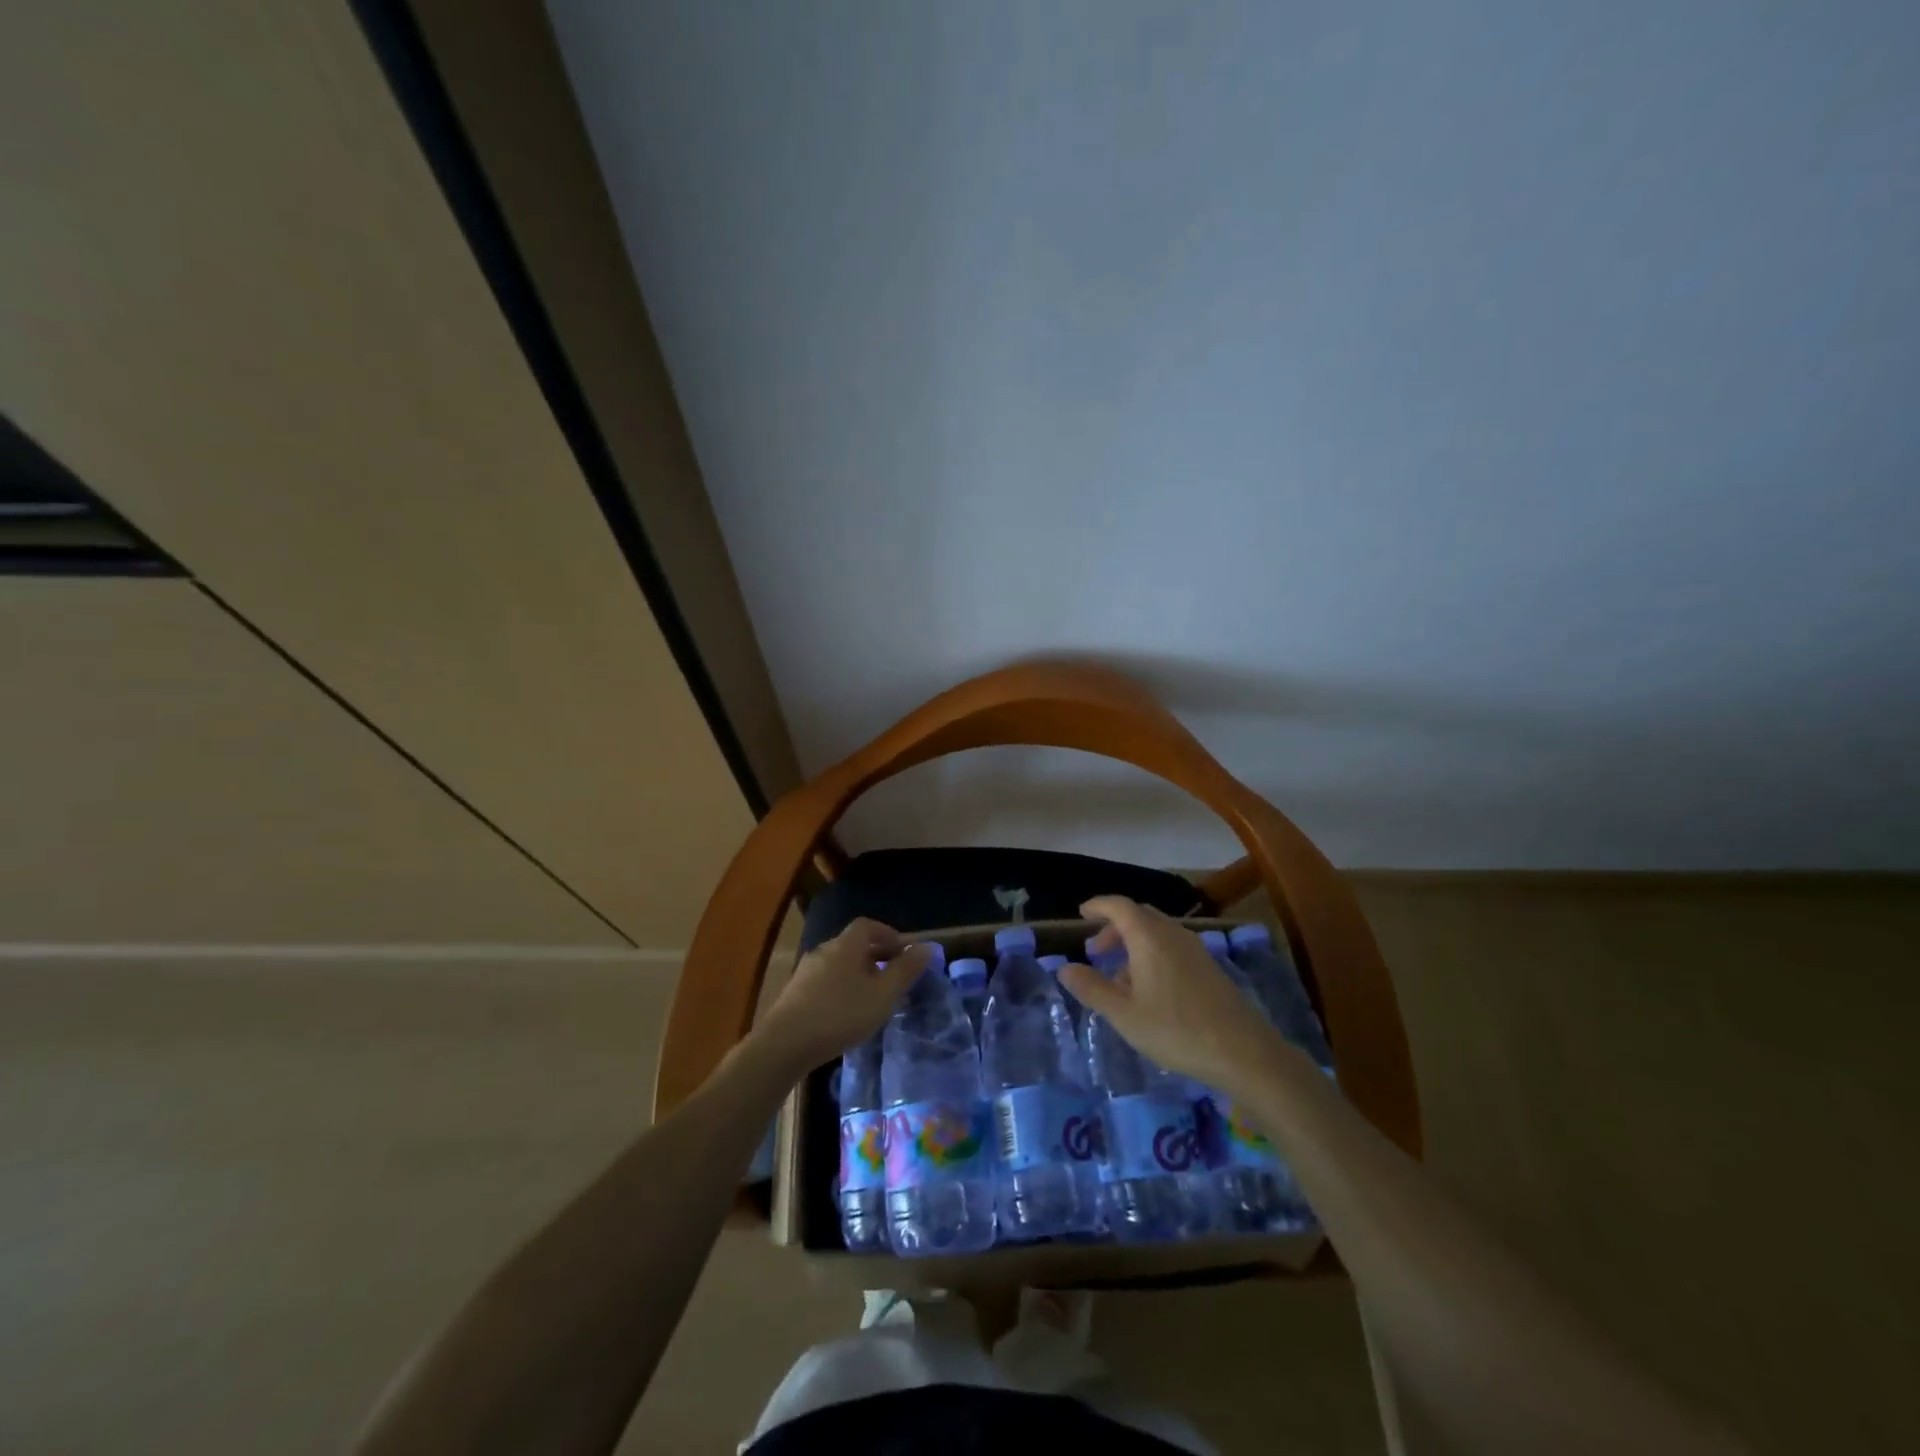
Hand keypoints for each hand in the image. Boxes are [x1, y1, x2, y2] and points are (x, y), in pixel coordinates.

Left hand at [754, 918, 931, 1069]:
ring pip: (838, 964)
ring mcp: (805, 971)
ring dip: (857, 974)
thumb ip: (905, 970)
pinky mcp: (794, 993)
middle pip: (853, 944)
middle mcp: (824, 950)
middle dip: (875, 955)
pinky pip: (824, 981)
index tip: (903, 952)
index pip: (868, 925)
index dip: (888, 934)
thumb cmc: (841, 1014)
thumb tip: (927, 947)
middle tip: (892, 977)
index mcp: (846, 944)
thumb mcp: (883, 994)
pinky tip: (845, 1013)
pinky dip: (840, 988)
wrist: (784, 1044)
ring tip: (872, 998)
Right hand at [1059, 896, 1283, 1090]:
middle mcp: (1172, 934)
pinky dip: (1152, 955)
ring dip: (1133, 944)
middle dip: (1114, 928)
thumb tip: (1064, 968)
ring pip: (1156, 933)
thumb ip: (1092, 989)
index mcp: (1149, 937)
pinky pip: (1171, 947)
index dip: (1098, 906)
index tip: (1081, 913)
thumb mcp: (1124, 1014)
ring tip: (1117, 977)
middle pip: (1139, 916)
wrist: (1243, 1052)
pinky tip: (1148, 990)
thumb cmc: (1176, 1030)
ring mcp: (1195, 949)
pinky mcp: (1209, 967)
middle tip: (1095, 951)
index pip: (1119, 906)